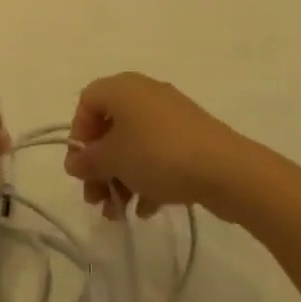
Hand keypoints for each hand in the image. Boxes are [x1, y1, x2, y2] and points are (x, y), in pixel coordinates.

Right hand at [63, 73, 238, 217]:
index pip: (87, 102)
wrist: (226, 170)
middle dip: (100, 166)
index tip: (82, 168)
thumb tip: (74, 161)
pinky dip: (147, 177)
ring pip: (134, 144)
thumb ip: (88, 160)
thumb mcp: (114, 159)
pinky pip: (158, 153)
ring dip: (121, 177)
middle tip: (96, 199)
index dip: (79, 136)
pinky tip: (147, 209)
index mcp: (122, 88)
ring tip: (119, 213)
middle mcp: (144, 93)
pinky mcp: (190, 137)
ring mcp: (170, 115)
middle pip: (110, 128)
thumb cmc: (158, 155)